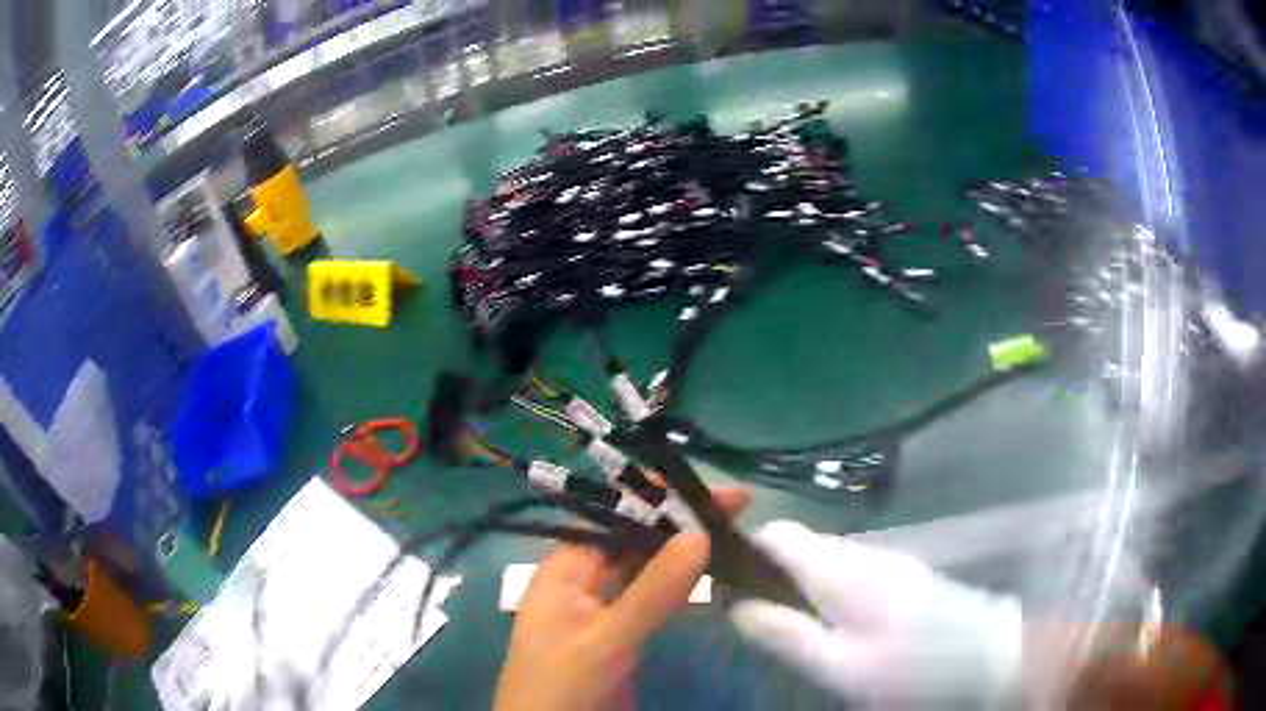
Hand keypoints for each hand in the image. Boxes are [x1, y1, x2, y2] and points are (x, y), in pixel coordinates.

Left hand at [494, 487, 750, 710]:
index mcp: (566, 570)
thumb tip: (700, 534)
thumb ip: (651, 591)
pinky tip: (711, 571)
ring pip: (647, 569)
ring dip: (685, 551)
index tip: (711, 490)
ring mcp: (604, 609)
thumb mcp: (606, 639)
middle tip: (738, 505)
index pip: (615, 521)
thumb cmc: (563, 685)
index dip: (660, 501)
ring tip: (734, 529)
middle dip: (680, 522)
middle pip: (635, 541)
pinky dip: (681, 584)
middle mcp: (584, 581)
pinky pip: (654, 598)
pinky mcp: (623, 634)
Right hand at [729, 521, 1021, 708]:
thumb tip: (733, 605)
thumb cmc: (910, 665)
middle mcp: (861, 552)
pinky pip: (846, 572)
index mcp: (840, 568)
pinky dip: (824, 592)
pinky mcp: (900, 575)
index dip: (742, 553)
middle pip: (797, 546)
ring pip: (822, 560)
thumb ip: (785, 633)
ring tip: (790, 630)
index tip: (723, 589)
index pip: (777, 535)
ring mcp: (885, 561)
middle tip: (756, 621)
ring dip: (796, 586)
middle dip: (767, 575)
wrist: (988, 654)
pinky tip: (832, 628)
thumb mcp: (840, 665)